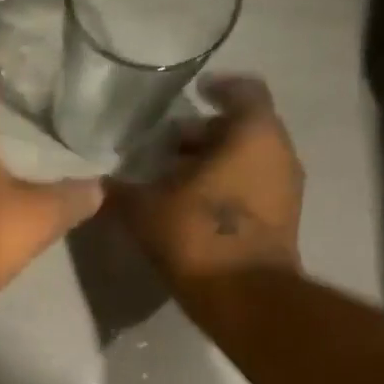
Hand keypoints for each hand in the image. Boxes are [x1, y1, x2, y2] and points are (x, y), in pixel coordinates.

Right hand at [109, 75, 304, 287]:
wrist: (245, 297)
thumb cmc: (198, 235)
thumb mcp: (145, 209)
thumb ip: (121, 190)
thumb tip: (98, 184)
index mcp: (253, 134)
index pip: (243, 90)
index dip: (218, 87)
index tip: (195, 91)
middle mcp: (279, 153)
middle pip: (243, 128)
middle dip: (205, 133)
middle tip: (167, 145)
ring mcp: (286, 189)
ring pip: (248, 160)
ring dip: (215, 163)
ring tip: (174, 177)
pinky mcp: (283, 221)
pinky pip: (252, 188)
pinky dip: (226, 187)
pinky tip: (192, 205)